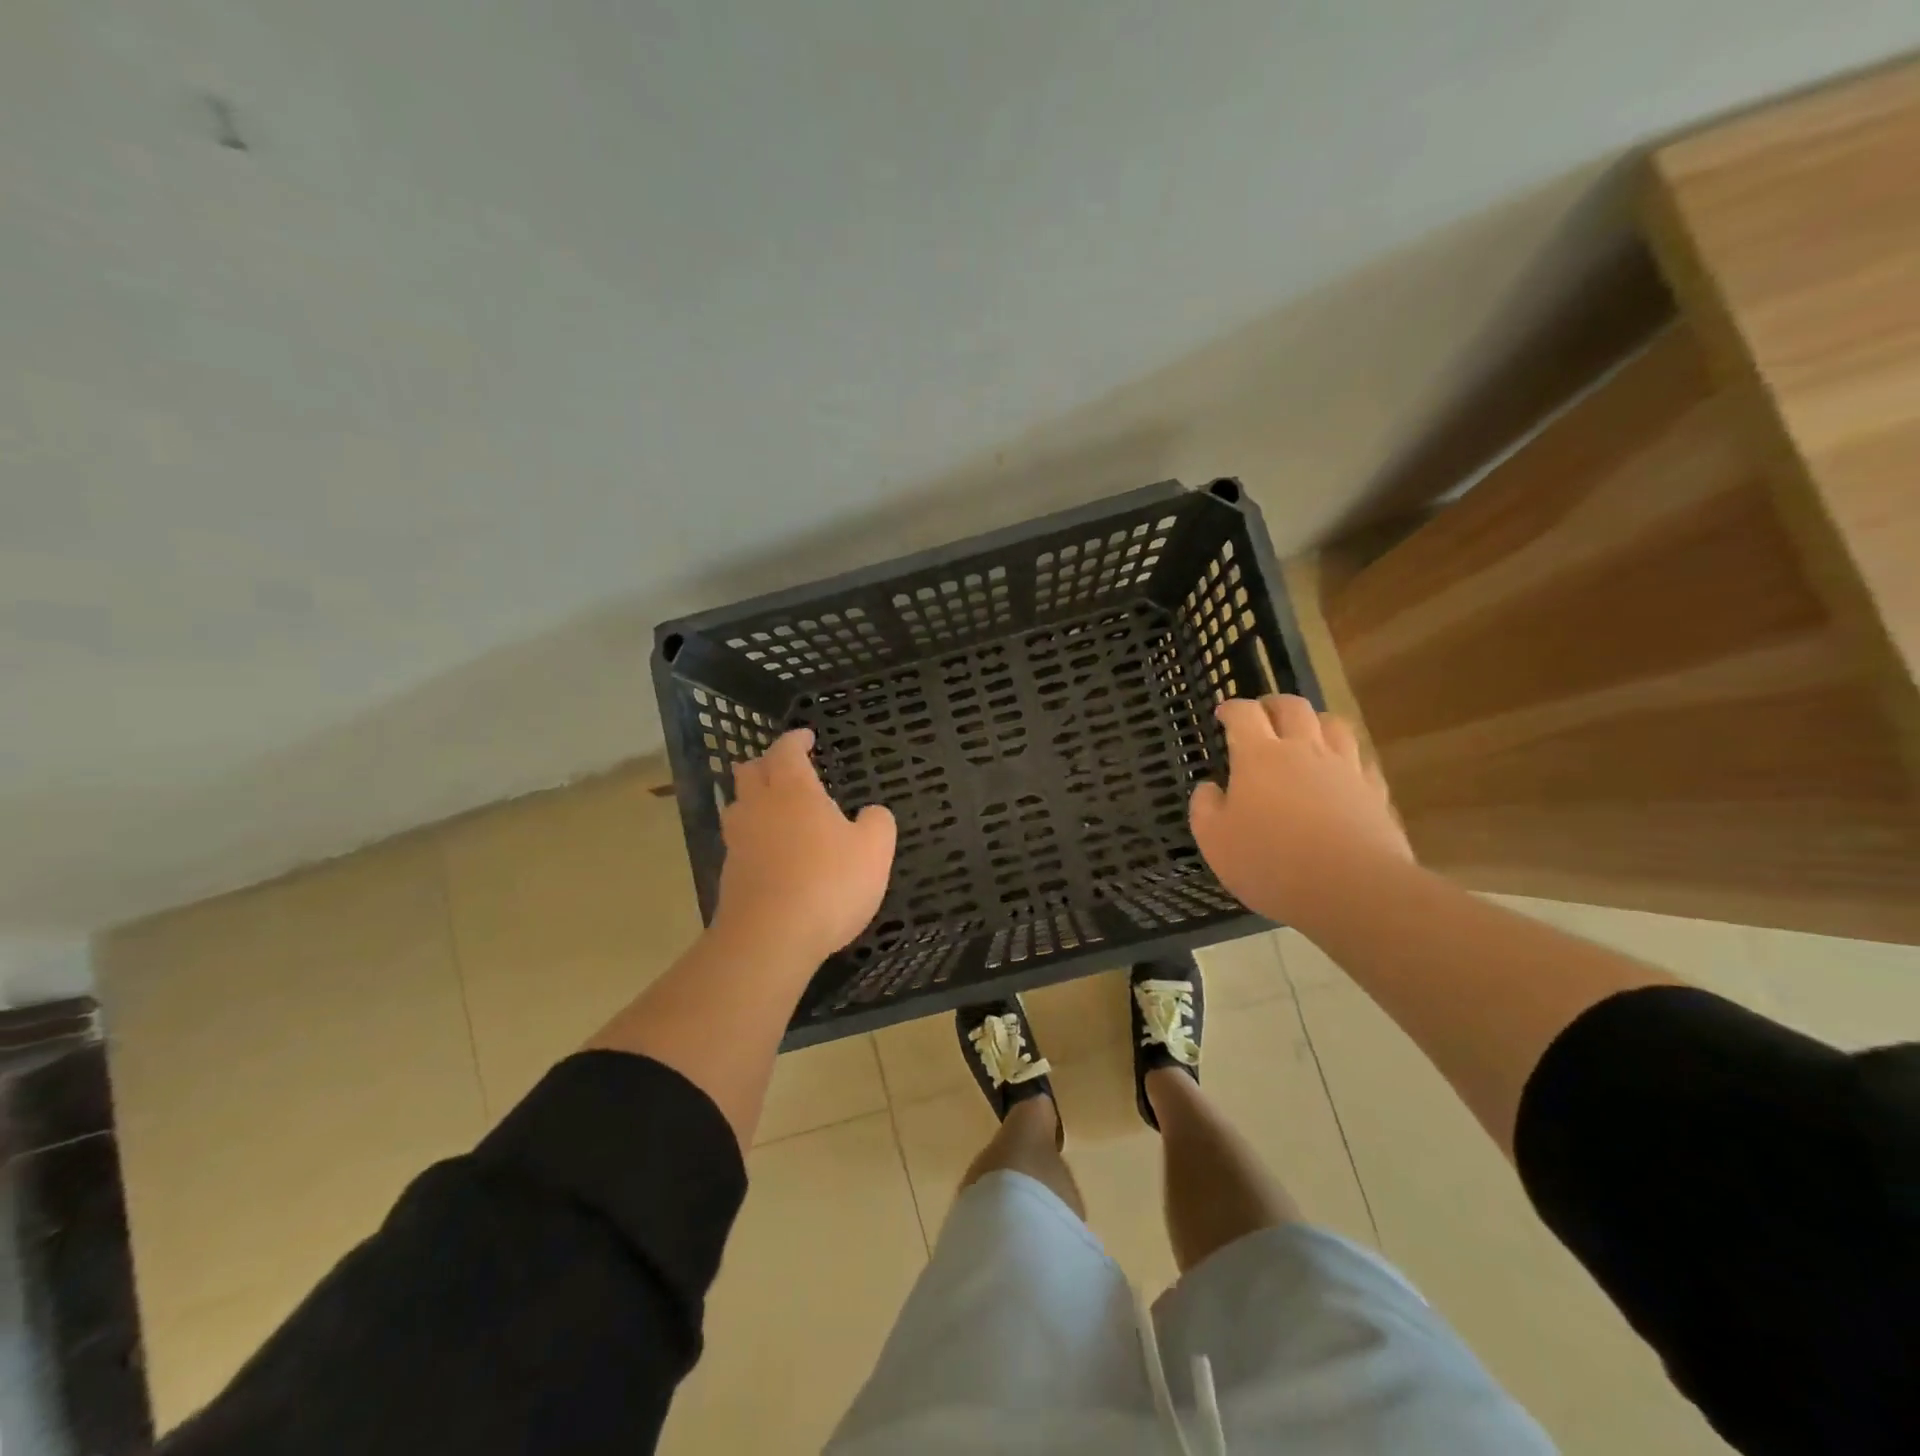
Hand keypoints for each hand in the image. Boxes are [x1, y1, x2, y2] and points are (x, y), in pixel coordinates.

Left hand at [711, 728, 896, 962]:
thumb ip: (878, 823)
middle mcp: (760, 807)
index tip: (807, 737)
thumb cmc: (829, 883)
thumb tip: (872, 813)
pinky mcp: (729, 874)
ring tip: (772, 806)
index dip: (795, 740)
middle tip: (785, 767)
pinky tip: (769, 851)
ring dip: (752, 798)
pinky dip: (752, 836)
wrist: (771, 938)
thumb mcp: (875, 851)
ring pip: (737, 805)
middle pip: (750, 771)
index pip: (786, 751)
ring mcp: (738, 841)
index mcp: (794, 791)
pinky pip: (738, 841)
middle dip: (766, 763)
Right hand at [1189, 695, 1412, 929]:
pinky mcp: (1374, 791)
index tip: (1223, 713)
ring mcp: (1344, 768)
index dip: (1231, 708)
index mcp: (1259, 755)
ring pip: (1333, 725)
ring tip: (1306, 734)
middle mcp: (1304, 750)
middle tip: (1263, 714)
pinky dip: (1346, 757)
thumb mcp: (1214, 840)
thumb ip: (1205, 807)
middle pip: (1293, 707)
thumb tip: (1210, 788)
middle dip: (1274, 705)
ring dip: (1315, 722)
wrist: (1351, 888)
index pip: (1244, 714)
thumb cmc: (1270, 862)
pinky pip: (1361, 760)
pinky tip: (1341, 772)